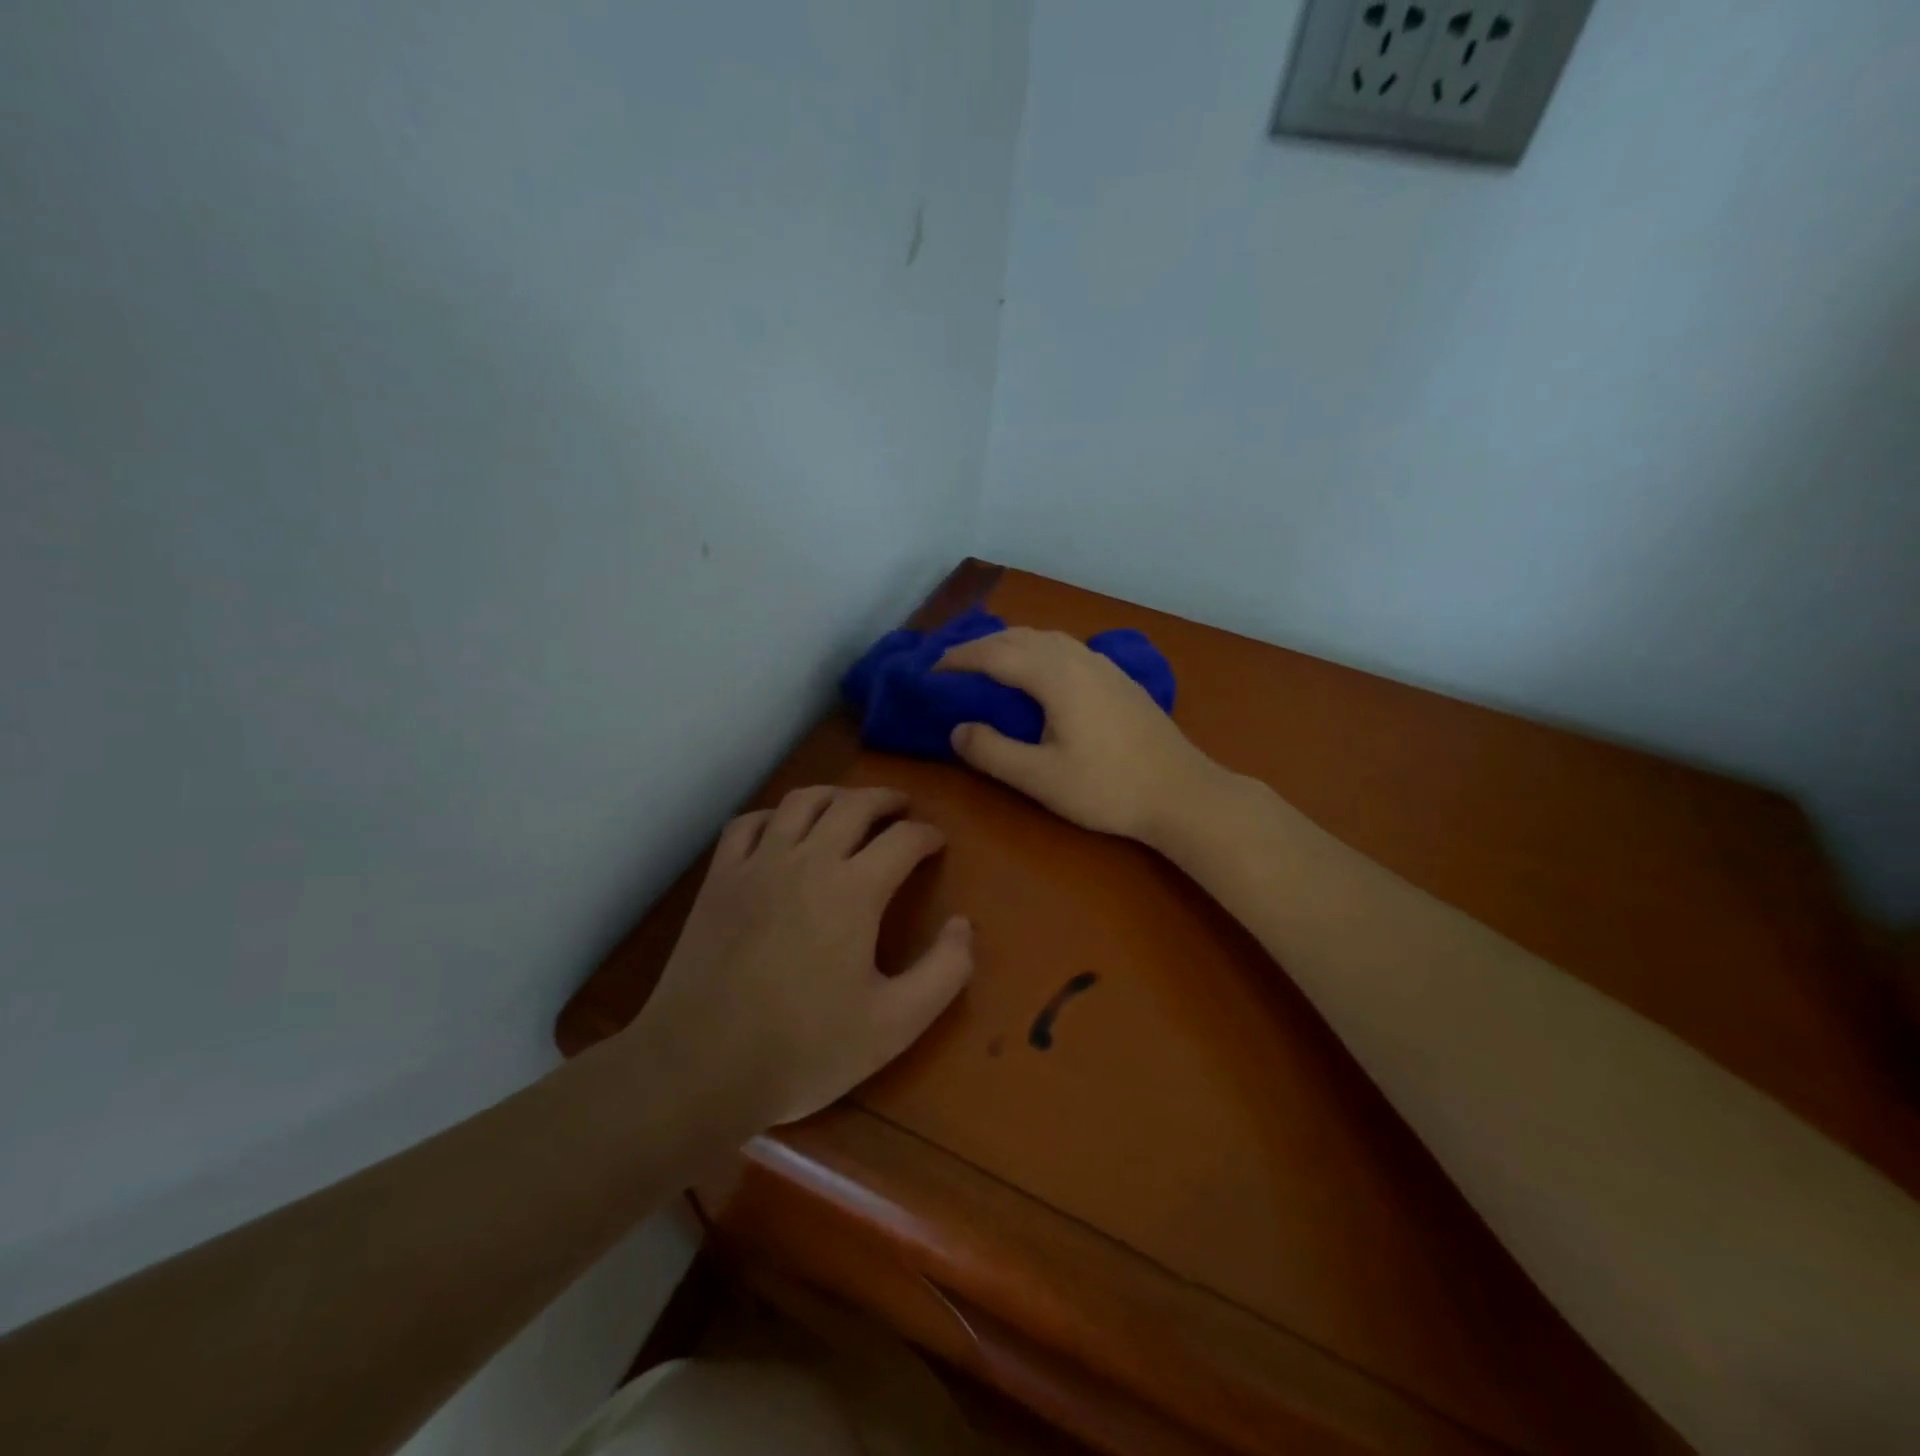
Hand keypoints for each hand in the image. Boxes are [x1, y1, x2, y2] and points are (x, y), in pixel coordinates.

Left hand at [632, 786, 972, 1127]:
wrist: (701, 1067)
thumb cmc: (805, 1049)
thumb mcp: (894, 1025)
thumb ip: (944, 972)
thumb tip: (963, 925)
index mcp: (854, 890)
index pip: (903, 839)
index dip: (927, 835)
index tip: (937, 842)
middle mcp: (808, 861)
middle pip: (854, 804)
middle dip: (886, 799)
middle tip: (903, 807)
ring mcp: (757, 865)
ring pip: (801, 802)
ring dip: (834, 795)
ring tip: (850, 805)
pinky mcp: (719, 879)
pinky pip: (749, 824)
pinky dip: (774, 815)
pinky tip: (783, 829)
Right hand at [937, 627, 1218, 843]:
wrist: (1182, 793)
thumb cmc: (1108, 788)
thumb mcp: (1040, 778)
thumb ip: (992, 752)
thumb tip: (957, 729)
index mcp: (1055, 676)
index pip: (994, 655)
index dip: (959, 660)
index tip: (930, 672)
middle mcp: (1078, 658)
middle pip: (1019, 637)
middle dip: (980, 646)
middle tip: (951, 669)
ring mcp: (1103, 665)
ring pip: (1045, 638)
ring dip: (1010, 644)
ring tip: (986, 665)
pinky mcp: (1118, 678)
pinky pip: (1065, 648)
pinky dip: (1036, 650)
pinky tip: (1037, 674)